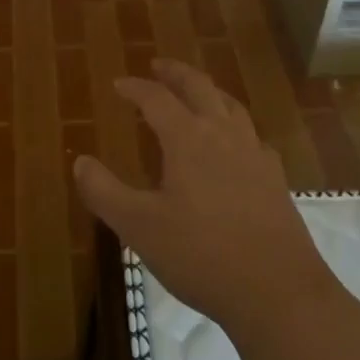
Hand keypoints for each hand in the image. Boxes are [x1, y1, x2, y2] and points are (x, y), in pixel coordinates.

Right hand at [73, 58, 342, 342]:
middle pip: (200, 87)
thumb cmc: (201, 256)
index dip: (135, 88)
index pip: (157, 98)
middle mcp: (224, 135)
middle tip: (158, 66)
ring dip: (208, 92)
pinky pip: (252, 136)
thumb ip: (104, 192)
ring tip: (196, 95)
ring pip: (231, 106)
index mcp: (188, 139)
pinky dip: (235, 126)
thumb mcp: (139, 227)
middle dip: (176, 73)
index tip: (118, 84)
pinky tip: (234, 145)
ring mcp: (255, 155)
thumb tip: (80, 162)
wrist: (279, 293)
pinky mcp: (275, 180)